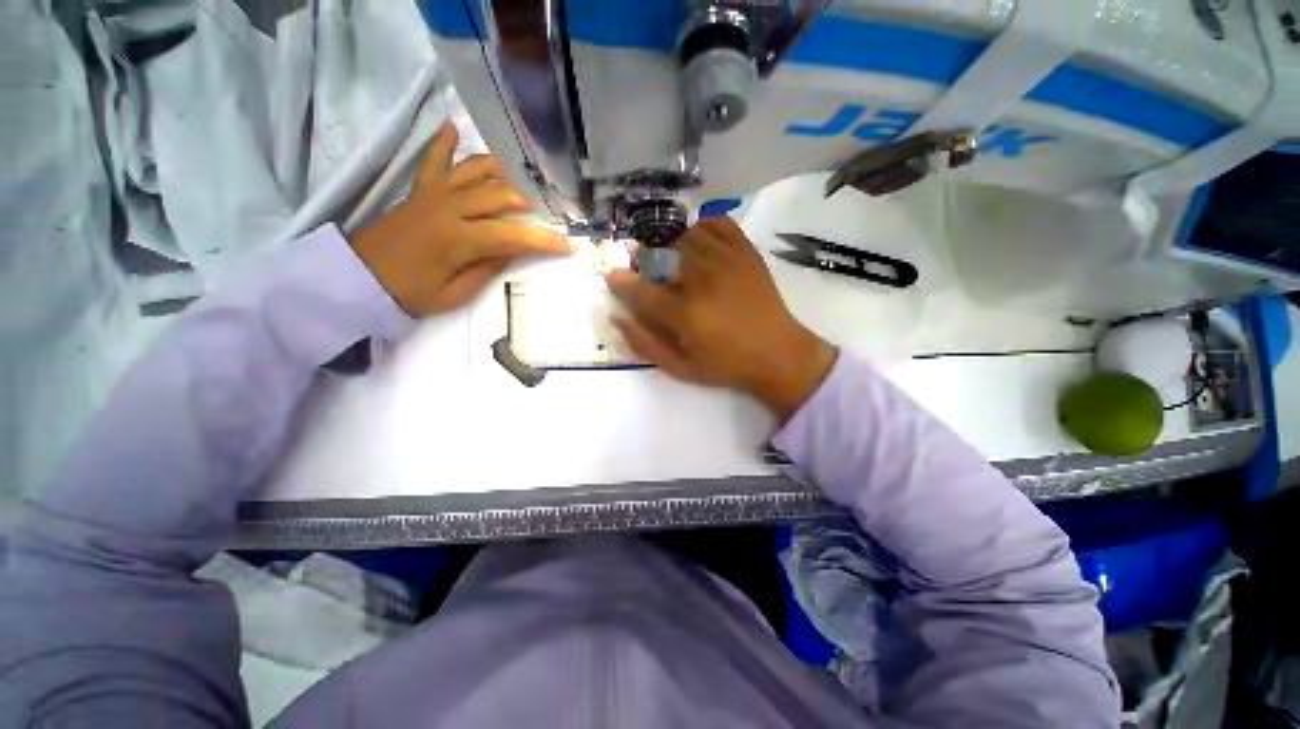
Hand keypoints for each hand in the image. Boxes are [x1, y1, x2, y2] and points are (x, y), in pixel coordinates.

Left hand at [351, 121, 573, 315]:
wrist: (356, 278)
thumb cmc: (408, 293)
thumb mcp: (454, 294)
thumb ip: (487, 270)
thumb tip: (511, 250)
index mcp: (460, 239)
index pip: (514, 235)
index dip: (545, 240)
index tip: (568, 244)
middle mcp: (450, 207)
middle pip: (502, 195)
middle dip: (533, 203)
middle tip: (553, 211)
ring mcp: (433, 193)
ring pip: (477, 171)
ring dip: (505, 171)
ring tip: (526, 176)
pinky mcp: (420, 190)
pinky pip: (435, 160)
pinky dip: (445, 143)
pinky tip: (454, 127)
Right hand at [607, 217, 835, 421]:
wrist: (779, 354)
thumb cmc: (727, 366)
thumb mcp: (680, 368)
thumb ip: (645, 344)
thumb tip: (617, 318)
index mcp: (685, 314)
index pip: (640, 289)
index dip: (620, 281)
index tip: (613, 276)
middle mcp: (702, 281)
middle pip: (660, 254)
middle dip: (645, 261)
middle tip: (648, 273)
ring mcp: (727, 262)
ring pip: (685, 236)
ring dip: (672, 246)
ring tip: (675, 262)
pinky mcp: (747, 253)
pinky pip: (718, 223)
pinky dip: (703, 227)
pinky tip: (700, 244)